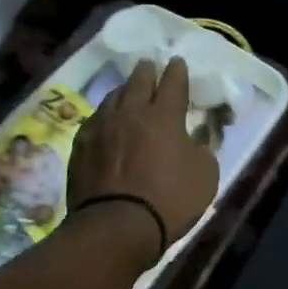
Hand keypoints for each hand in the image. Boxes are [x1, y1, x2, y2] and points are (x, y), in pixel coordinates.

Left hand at [69, 56, 218, 254]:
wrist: (116, 226)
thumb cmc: (169, 200)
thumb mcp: (206, 176)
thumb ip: (202, 150)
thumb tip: (193, 140)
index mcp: (165, 115)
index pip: (173, 82)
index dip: (177, 71)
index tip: (177, 62)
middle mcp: (131, 112)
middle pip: (138, 81)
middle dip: (147, 71)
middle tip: (149, 66)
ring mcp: (102, 127)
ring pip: (113, 97)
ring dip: (124, 91)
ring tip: (127, 91)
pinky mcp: (81, 146)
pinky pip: (95, 120)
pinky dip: (105, 116)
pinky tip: (106, 121)